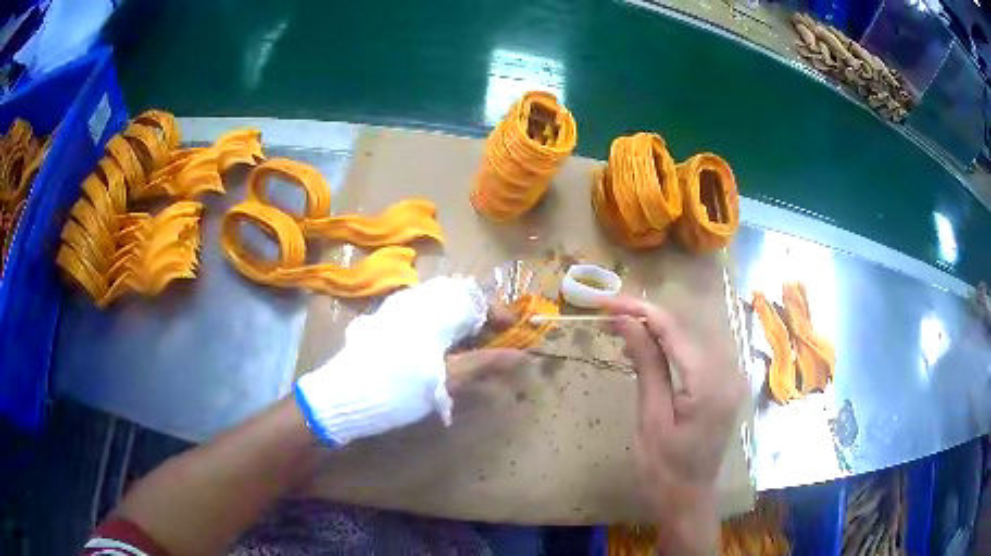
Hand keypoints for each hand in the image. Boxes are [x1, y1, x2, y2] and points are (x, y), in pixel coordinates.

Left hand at [295, 277, 514, 445]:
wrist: (341, 397)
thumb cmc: (396, 388)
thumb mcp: (445, 379)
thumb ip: (484, 363)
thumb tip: (521, 356)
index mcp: (431, 306)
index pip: (475, 296)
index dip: (497, 313)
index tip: (512, 333)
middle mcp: (414, 299)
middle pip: (458, 299)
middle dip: (480, 321)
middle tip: (492, 348)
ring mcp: (396, 310)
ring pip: (439, 307)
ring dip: (459, 327)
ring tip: (469, 354)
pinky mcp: (385, 323)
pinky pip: (421, 316)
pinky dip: (440, 331)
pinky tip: (439, 354)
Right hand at [605, 297, 745, 555]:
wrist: (688, 498)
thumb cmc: (664, 468)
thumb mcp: (651, 417)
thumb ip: (646, 364)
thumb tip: (627, 321)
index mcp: (710, 381)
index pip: (674, 330)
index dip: (640, 310)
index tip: (607, 302)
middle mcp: (728, 371)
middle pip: (685, 329)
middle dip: (646, 317)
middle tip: (609, 316)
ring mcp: (729, 377)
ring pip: (689, 338)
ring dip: (656, 331)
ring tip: (621, 332)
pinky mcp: (724, 384)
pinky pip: (695, 354)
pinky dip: (669, 347)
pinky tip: (646, 351)